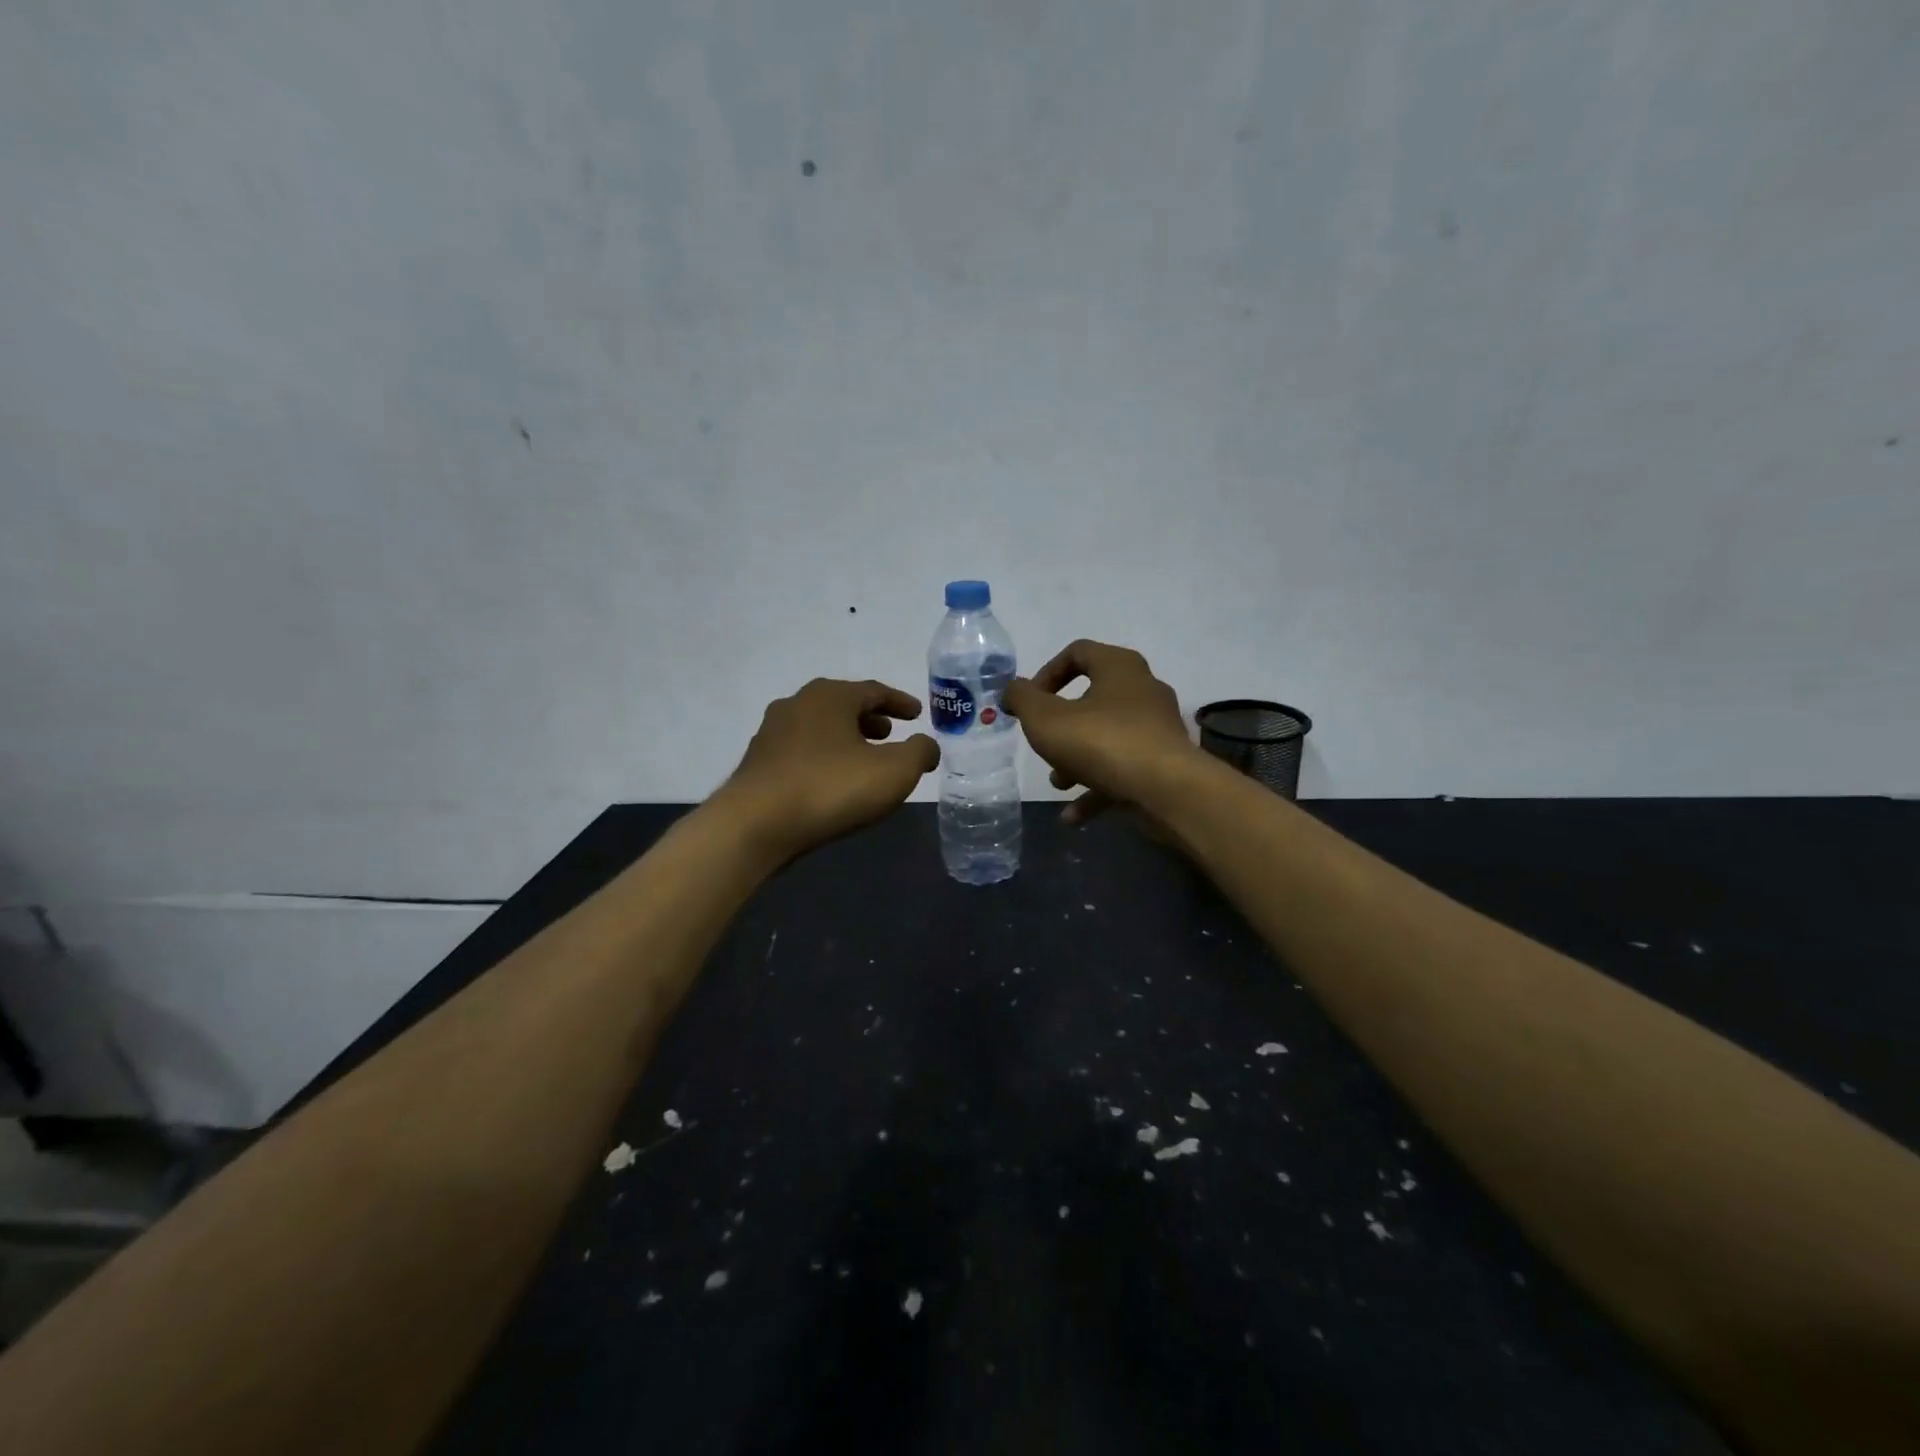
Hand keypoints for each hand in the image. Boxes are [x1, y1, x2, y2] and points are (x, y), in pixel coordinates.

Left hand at [717, 678, 939, 859]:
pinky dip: (824, 756)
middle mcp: (798, 704)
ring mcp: (772, 732)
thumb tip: (927, 745)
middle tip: (890, 733)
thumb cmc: (830, 788)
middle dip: (870, 718)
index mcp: (830, 696)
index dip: (899, 702)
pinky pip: (802, 750)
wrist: (755, 825)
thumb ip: (919, 753)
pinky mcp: (759, 762)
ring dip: (845, 738)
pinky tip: (832, 780)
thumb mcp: (894, 771)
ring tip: (863, 758)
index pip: (874, 691)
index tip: (917, 714)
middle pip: (843, 705)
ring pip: (820, 727)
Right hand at [1002, 640, 1196, 825]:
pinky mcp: (1163, 764)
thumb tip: (1012, 689)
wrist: (1167, 790)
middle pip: (1092, 699)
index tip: (1030, 702)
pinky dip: (1096, 790)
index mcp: (1119, 668)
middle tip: (1044, 743)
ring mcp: (1157, 730)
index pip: (1078, 652)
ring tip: (1058, 783)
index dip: (1046, 673)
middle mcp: (1143, 691)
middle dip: (1061, 726)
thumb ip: (1022, 699)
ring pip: (1106, 739)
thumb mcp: (1045, 718)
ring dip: (1076, 760)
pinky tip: (1072, 816)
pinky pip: (1122, 772)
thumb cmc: (1101, 742)